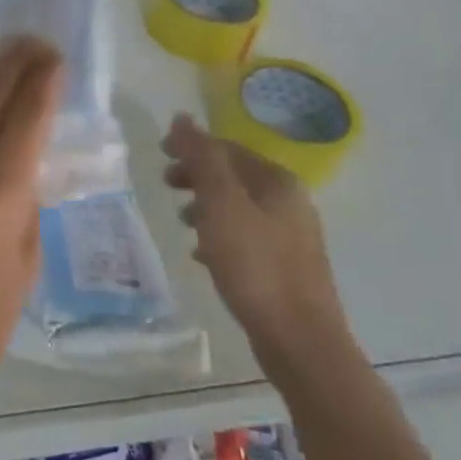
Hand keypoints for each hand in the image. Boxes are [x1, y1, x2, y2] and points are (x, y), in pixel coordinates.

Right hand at [162, 113, 357, 381]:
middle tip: (166, 185)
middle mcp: (290, 202)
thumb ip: (202, 159)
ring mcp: (291, 236)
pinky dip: (219, 235)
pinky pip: (244, 237)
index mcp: (278, 181)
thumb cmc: (256, 265)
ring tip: (181, 221)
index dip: (192, 147)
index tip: (159, 154)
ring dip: (206, 206)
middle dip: (198, 176)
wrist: (300, 341)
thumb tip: (182, 118)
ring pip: (238, 207)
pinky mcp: (285, 267)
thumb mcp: (221, 204)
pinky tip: (201, 255)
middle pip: (234, 176)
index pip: (227, 148)